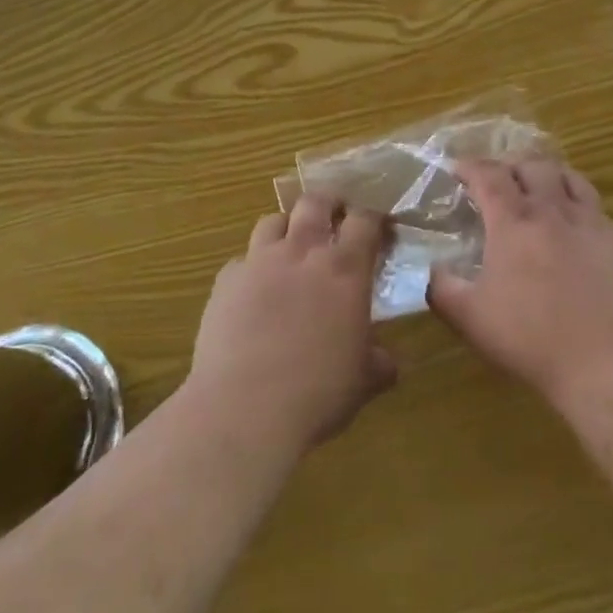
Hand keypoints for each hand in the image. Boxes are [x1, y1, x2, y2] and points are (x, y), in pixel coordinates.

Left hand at [188, 194, 397, 455]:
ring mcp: (260, 262)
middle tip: (335, 217)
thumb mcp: (363, 381)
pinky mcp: (226, 281)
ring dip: (287, 227)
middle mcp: (303, 252)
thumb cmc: (317, 394)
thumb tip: (387, 362)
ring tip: (292, 246)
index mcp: (345, 270)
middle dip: (328, 202)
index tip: (379, 227)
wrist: (244, 410)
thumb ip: (378, 362)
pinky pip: (242, 260)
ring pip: (273, 220)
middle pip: (315, 202)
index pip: (365, 220)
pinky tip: (254, 292)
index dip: (373, 217)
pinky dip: (252, 267)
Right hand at [427, 157, 612, 413]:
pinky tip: (570, 217)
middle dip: (507, 165)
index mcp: (513, 222)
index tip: (457, 170)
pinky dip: (574, 196)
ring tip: (534, 185)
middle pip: (530, 165)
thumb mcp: (470, 318)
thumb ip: (442, 288)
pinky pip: (593, 201)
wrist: (607, 363)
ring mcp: (588, 221)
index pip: (488, 175)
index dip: (470, 166)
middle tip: (495, 180)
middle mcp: (551, 210)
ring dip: (544, 172)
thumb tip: (432, 269)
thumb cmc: (532, 339)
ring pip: (566, 175)